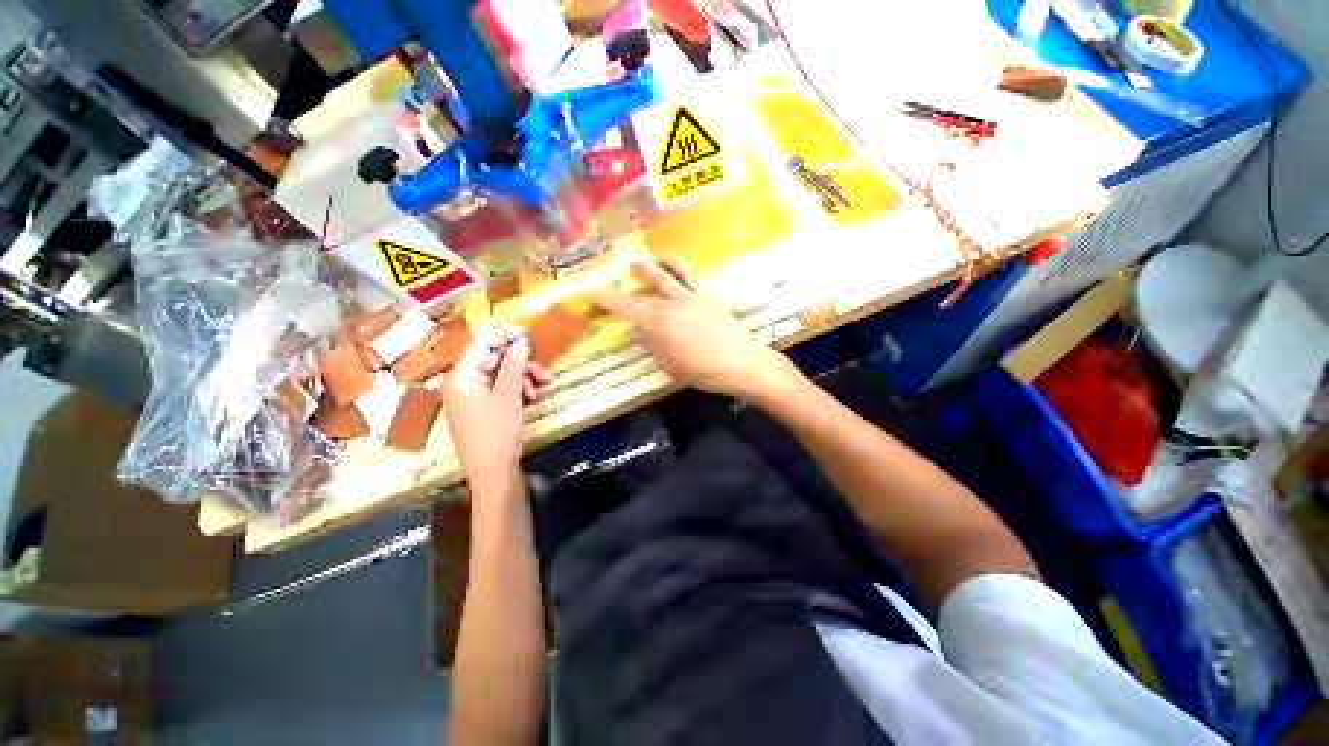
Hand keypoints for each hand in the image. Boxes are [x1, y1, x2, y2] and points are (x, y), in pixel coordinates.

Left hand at [442, 329, 552, 482]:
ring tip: (541, 388)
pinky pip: (500, 390)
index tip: (530, 334)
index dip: (505, 336)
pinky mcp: (481, 409)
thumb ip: (513, 365)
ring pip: (500, 375)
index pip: (481, 344)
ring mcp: (471, 397)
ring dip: (523, 378)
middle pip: (493, 360)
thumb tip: (521, 341)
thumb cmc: (497, 432)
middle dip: (520, 363)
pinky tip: (533, 398)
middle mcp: (462, 383)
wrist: (492, 473)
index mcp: (460, 376)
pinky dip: (517, 390)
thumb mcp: (508, 396)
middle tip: (544, 371)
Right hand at [593, 261, 797, 401]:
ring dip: (652, 267)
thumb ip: (652, 345)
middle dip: (627, 284)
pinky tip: (673, 269)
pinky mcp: (707, 296)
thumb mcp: (670, 365)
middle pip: (644, 290)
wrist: (741, 363)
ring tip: (641, 263)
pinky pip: (689, 277)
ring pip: (667, 275)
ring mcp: (690, 297)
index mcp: (657, 323)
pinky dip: (677, 269)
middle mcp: (670, 304)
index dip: (602, 299)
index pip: (623, 307)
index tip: (587, 293)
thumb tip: (640, 332)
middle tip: (617, 277)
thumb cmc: (703, 371)